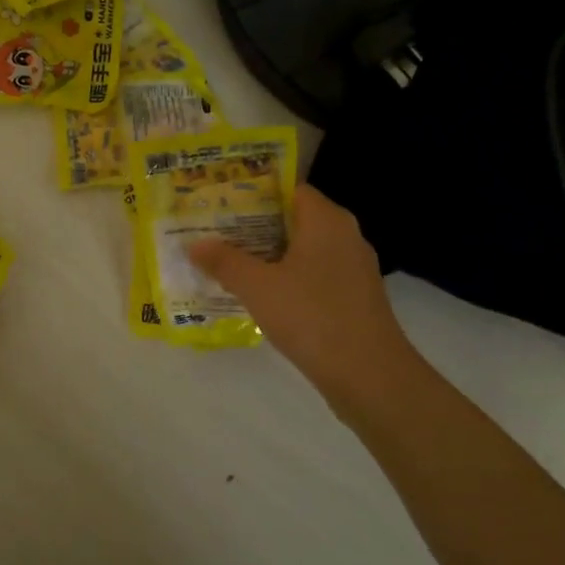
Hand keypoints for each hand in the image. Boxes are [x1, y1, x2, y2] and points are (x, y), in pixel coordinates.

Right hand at [190, 184, 419, 420]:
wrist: (368, 375)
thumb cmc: (311, 316)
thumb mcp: (256, 286)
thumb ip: (224, 261)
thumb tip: (196, 244)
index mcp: (326, 221)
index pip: (289, 190)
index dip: (254, 194)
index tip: (222, 204)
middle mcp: (345, 236)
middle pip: (294, 220)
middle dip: (255, 227)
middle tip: (216, 234)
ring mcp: (353, 269)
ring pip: (303, 251)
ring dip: (269, 256)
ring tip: (229, 264)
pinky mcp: (354, 297)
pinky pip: (314, 276)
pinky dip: (287, 279)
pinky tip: (260, 296)